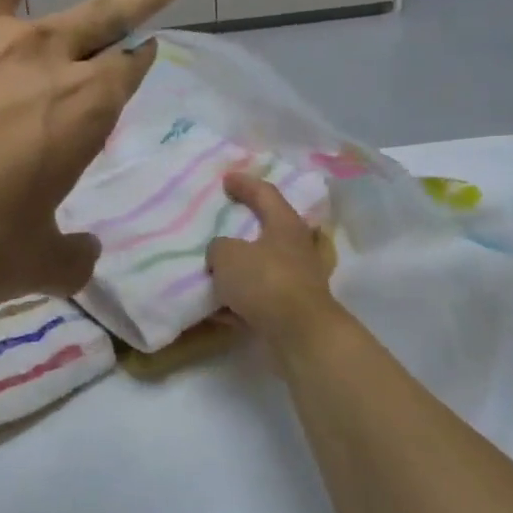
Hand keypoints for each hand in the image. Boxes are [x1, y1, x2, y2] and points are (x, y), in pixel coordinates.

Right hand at [206, 172, 342, 343]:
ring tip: (213, 270)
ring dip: (240, 269)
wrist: (300, 334)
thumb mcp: (227, 256)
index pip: (265, 193)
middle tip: (220, 225)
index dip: (244, 184)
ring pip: (263, 267)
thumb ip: (218, 248)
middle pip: (268, 230)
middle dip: (243, 228)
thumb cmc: (265, 282)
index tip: (226, 179)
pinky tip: (218, 309)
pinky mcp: (293, 309)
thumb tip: (222, 254)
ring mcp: (298, 279)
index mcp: (285, 224)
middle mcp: (296, 248)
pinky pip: (260, 298)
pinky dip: (240, 300)